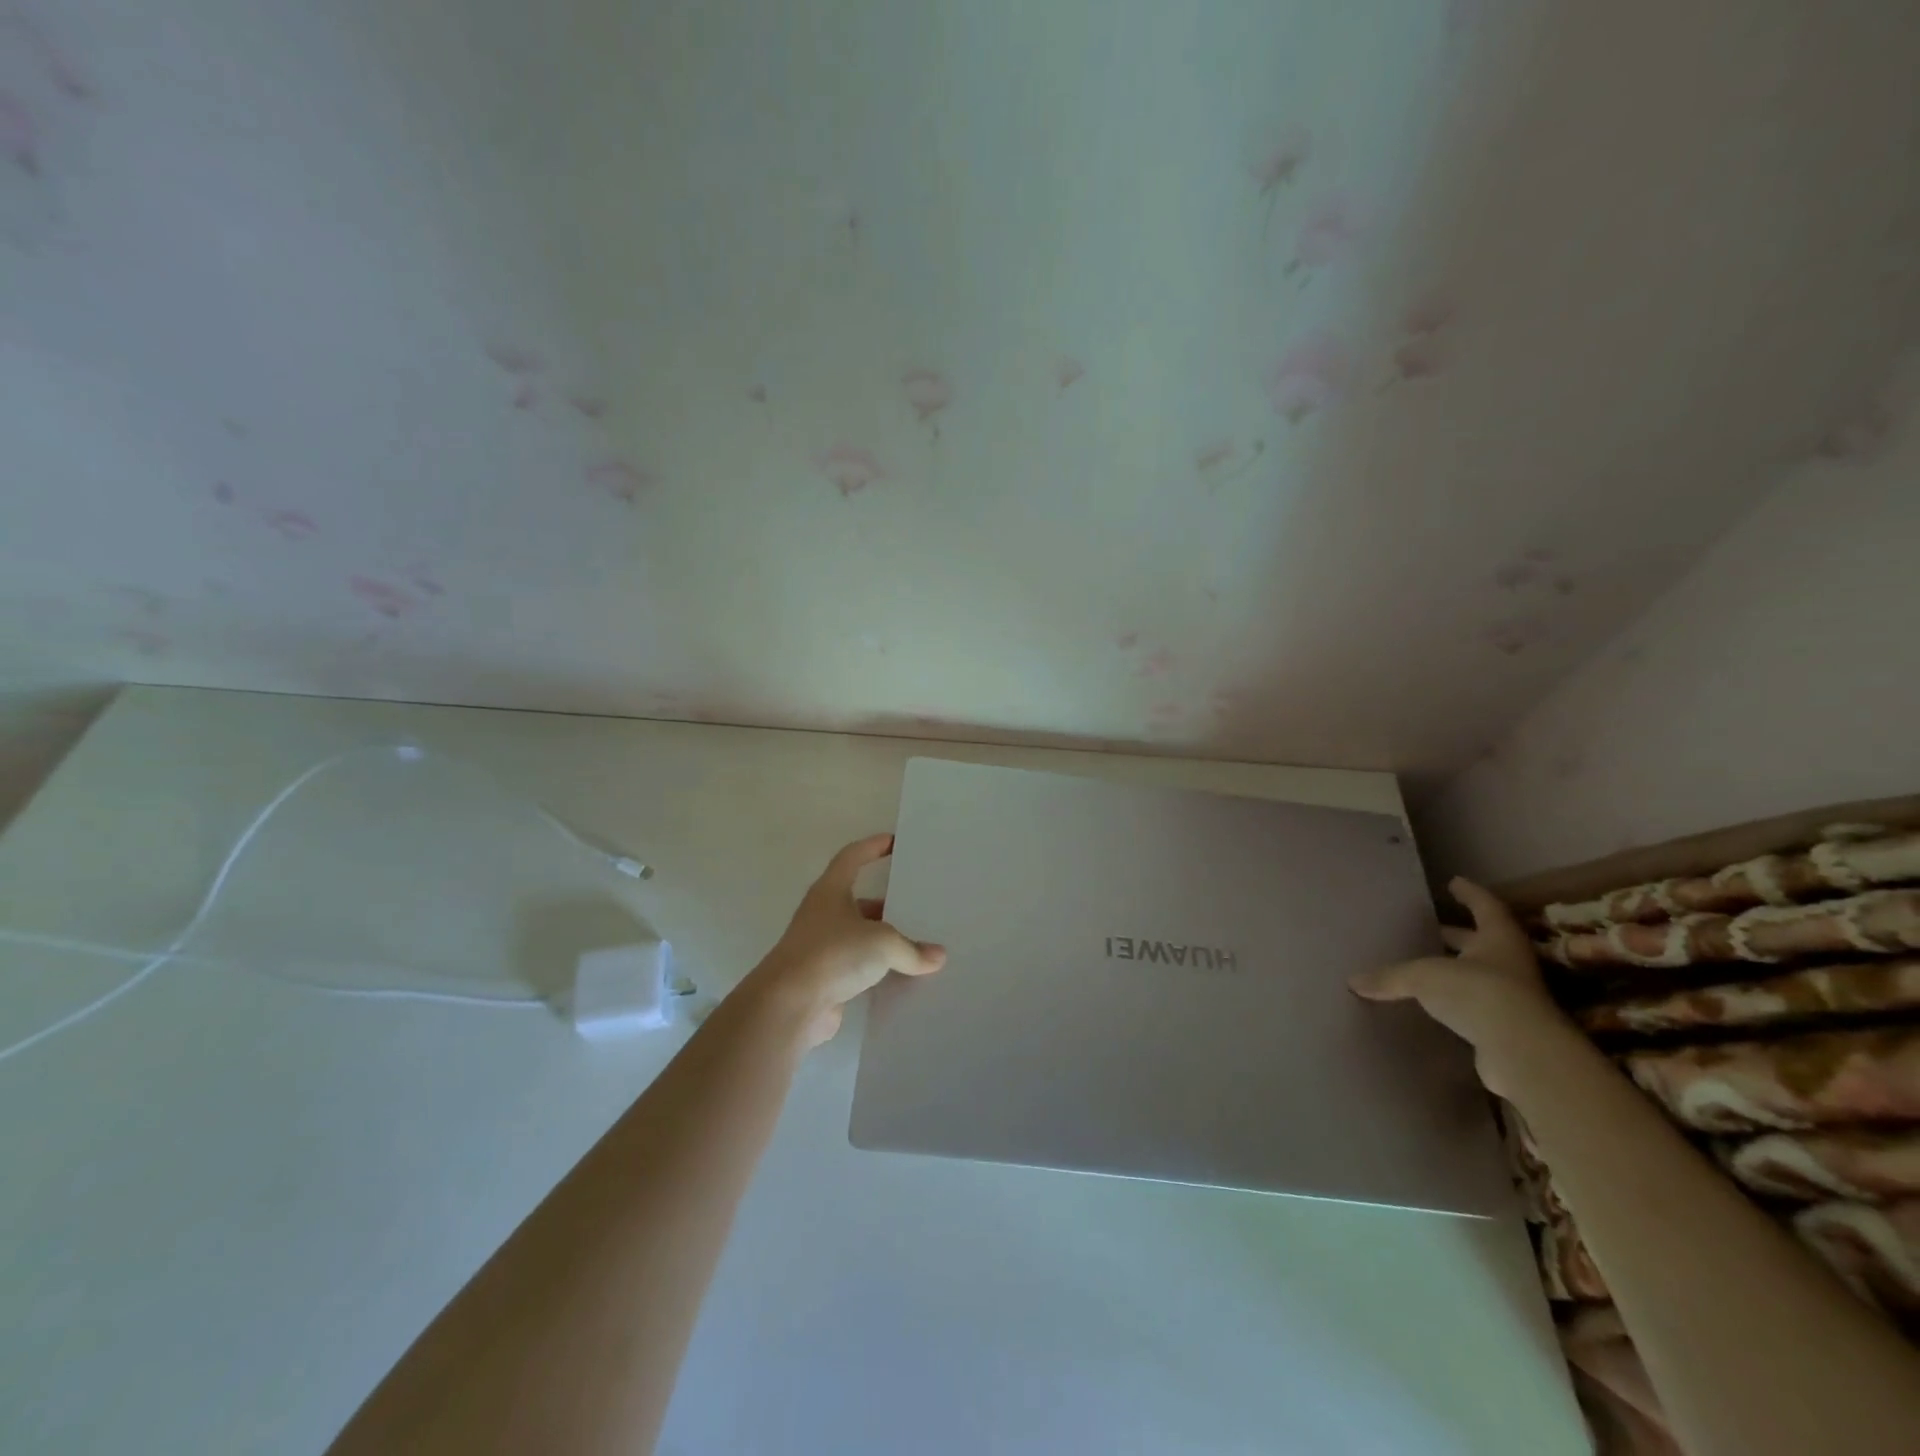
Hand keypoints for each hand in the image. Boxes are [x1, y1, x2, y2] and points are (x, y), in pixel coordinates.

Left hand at [743, 834, 946, 1047]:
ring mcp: (821, 948)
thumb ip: (912, 949)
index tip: (894, 842)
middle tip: (918, 904)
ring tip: (919, 944)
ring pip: (859, 937)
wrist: (789, 1006)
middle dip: (887, 903)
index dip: (872, 846)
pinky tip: (903, 977)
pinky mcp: (824, 979)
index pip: (852, 857)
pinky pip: (858, 968)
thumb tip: (938, 957)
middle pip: (858, 901)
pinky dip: (878, 970)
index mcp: (830, 891)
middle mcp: (822, 915)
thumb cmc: (833, 954)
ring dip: (884, 940)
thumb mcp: (883, 943)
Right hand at [1349, 876, 1570, 1097]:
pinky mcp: (1504, 1026)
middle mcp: (1508, 963)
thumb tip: (1353, 981)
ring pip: (1478, 973)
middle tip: (1431, 927)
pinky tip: (1431, 1002)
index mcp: (1497, 939)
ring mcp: (1511, 997)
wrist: (1523, 1053)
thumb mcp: (1424, 976)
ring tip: (1424, 963)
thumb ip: (1390, 977)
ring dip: (1454, 968)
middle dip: (1457, 934)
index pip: (1484, 906)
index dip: (1469, 894)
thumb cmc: (1478, 993)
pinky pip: (1473, 1004)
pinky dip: (1454, 1000)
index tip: (1453, 882)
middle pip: (1482, 941)